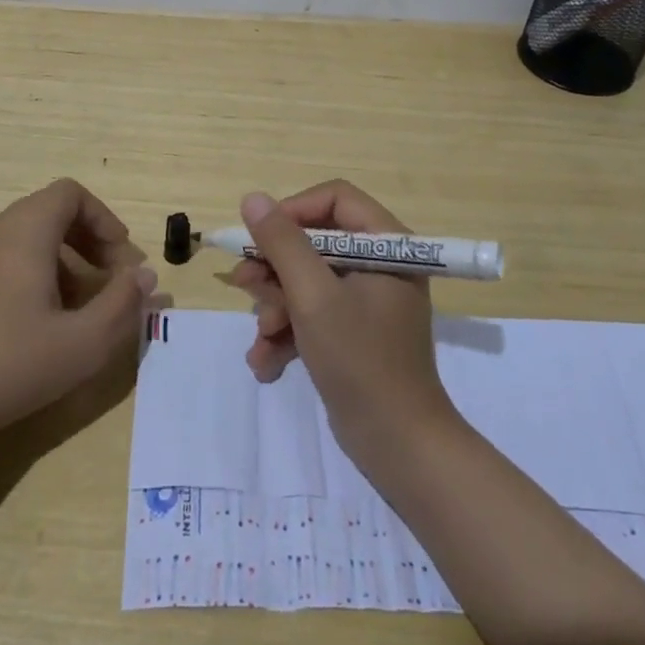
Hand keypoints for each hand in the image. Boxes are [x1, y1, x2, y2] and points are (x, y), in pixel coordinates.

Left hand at [0, 179, 156, 450]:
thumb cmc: (10, 368)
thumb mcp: (84, 343)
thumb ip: (123, 304)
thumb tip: (147, 277)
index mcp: (23, 233)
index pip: (70, 194)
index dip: (104, 219)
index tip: (122, 259)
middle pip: (49, 213)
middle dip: (88, 241)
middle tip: (110, 281)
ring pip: (24, 239)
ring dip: (61, 261)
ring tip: (77, 308)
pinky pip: (0, 263)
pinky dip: (29, 276)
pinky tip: (33, 325)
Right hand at [229, 181, 457, 466]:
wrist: (399, 446)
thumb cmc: (360, 360)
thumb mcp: (313, 297)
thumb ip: (282, 244)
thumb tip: (252, 198)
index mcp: (387, 245)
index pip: (334, 199)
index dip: (292, 212)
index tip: (260, 237)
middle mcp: (380, 264)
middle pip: (315, 242)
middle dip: (277, 271)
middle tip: (246, 287)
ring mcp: (367, 300)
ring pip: (307, 281)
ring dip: (277, 309)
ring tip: (262, 339)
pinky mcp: (354, 332)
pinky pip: (314, 315)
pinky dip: (289, 334)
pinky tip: (267, 363)